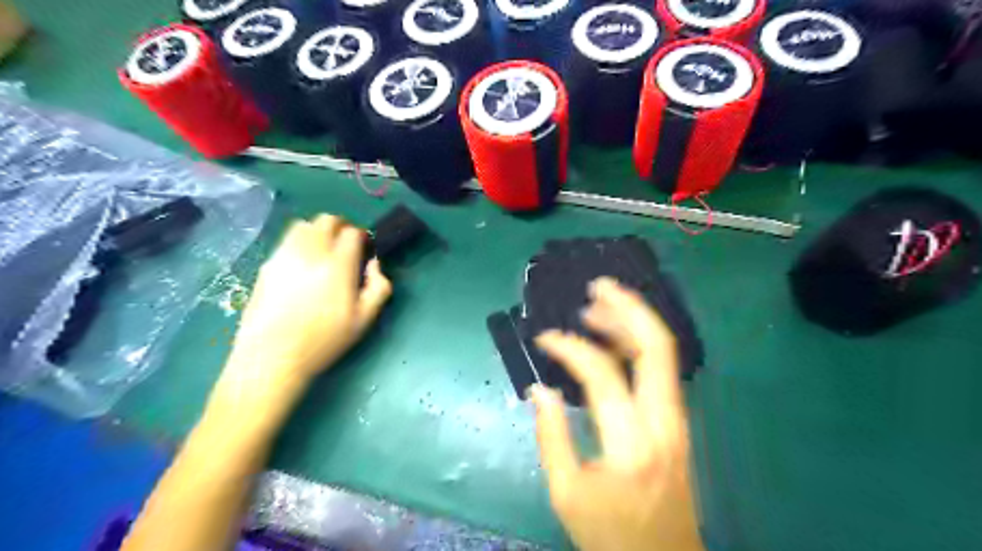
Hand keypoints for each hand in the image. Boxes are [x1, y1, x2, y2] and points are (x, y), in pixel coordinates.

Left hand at [214, 216, 391, 417]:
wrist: (273, 356)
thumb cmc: (324, 340)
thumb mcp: (364, 320)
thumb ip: (379, 288)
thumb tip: (375, 264)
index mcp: (338, 265)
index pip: (352, 232)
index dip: (362, 237)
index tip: (364, 249)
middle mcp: (311, 252)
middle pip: (327, 220)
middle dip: (341, 227)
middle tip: (346, 246)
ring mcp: (285, 255)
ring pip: (304, 225)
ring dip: (319, 231)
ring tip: (323, 251)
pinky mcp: (268, 264)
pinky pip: (286, 241)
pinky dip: (300, 243)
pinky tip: (302, 265)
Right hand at [530, 278, 697, 550]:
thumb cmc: (610, 534)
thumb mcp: (566, 492)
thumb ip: (551, 435)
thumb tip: (540, 388)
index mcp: (632, 442)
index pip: (602, 373)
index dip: (569, 347)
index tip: (543, 337)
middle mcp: (665, 421)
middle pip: (657, 346)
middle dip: (628, 308)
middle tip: (597, 286)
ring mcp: (678, 419)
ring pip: (664, 353)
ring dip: (633, 321)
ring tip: (599, 305)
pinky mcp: (678, 422)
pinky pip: (660, 370)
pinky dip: (638, 344)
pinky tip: (614, 338)